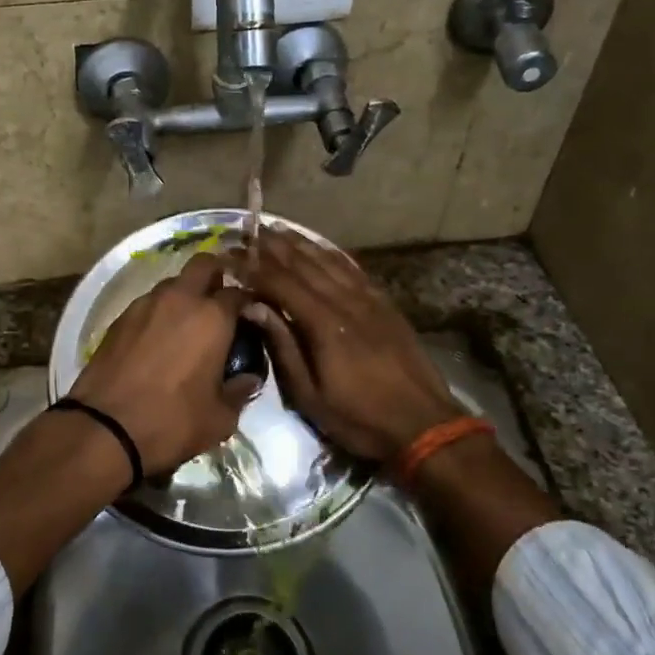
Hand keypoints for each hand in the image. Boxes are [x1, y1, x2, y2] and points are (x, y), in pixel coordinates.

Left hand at [69, 253, 260, 478]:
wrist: (104, 428)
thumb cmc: (172, 421)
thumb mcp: (220, 418)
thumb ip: (240, 391)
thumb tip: (249, 378)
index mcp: (212, 317)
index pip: (240, 293)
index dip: (248, 305)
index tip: (251, 320)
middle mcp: (180, 298)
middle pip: (204, 264)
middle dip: (216, 276)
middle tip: (220, 305)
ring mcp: (145, 304)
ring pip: (173, 283)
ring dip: (185, 295)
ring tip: (187, 326)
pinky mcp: (120, 318)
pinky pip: (148, 303)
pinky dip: (159, 313)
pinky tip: (159, 340)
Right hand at [238, 230, 459, 461]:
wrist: (423, 424)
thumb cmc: (360, 418)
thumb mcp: (311, 395)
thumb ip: (283, 347)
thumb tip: (255, 307)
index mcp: (324, 325)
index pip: (281, 284)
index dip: (253, 268)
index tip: (230, 256)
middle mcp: (346, 302)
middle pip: (305, 265)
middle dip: (274, 247)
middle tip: (250, 232)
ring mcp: (369, 300)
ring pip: (330, 262)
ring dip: (302, 244)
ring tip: (278, 230)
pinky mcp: (385, 304)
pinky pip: (354, 270)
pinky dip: (333, 254)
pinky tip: (321, 247)